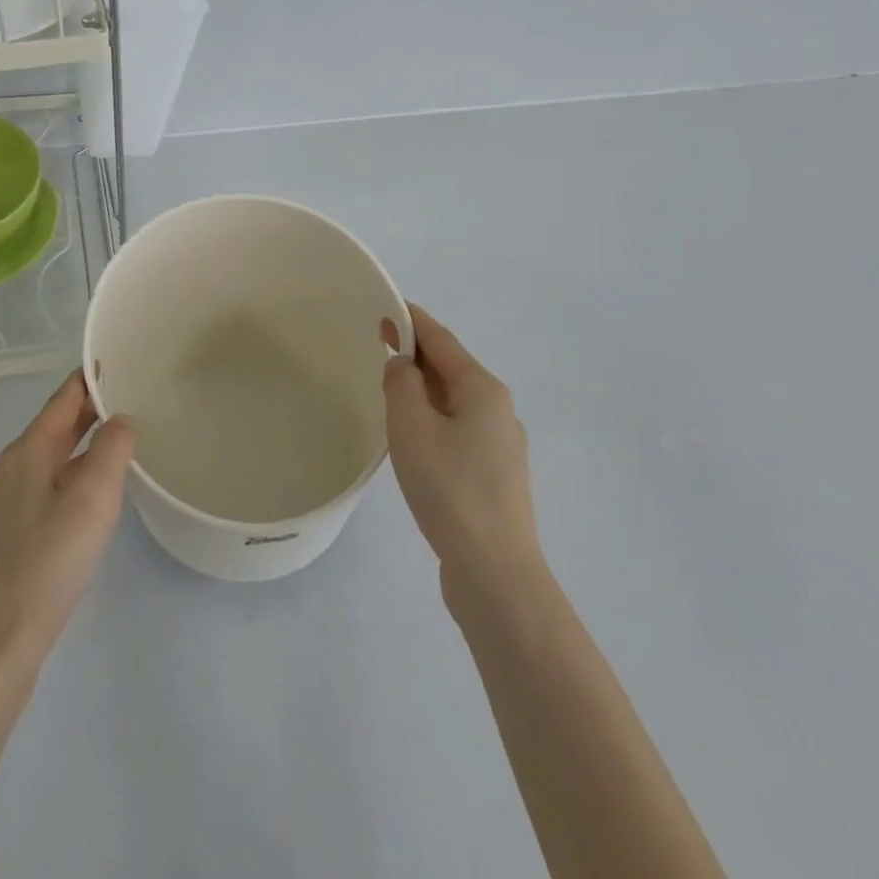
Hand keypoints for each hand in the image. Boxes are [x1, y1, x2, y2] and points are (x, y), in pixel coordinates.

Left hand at [0, 370, 135, 682]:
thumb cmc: (47, 565)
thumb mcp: (91, 500)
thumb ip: (111, 450)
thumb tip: (121, 419)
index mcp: (26, 452)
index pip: (63, 397)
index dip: (92, 377)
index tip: (124, 361)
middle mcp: (10, 469)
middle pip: (55, 425)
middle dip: (92, 409)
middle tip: (136, 397)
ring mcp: (4, 504)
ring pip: (51, 458)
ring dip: (84, 444)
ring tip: (122, 441)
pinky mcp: (7, 535)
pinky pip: (46, 487)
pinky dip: (73, 475)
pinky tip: (93, 496)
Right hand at [384, 305, 541, 620]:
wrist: (494, 571)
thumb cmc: (449, 488)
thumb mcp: (411, 426)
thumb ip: (401, 384)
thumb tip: (402, 365)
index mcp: (483, 389)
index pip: (442, 339)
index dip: (412, 320)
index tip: (385, 307)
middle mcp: (498, 410)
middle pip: (451, 368)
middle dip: (416, 354)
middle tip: (378, 346)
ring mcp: (501, 446)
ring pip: (454, 402)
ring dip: (422, 389)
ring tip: (389, 389)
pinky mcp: (494, 477)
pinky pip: (457, 430)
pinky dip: (432, 419)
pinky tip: (412, 437)